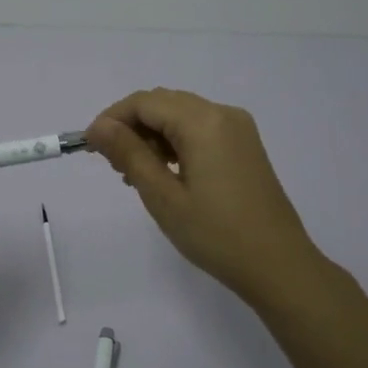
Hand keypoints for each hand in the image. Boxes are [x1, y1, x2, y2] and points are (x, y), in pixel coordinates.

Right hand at [86, 88, 327, 308]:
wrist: (278, 265)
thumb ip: (129, 154)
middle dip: (131, 126)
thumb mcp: (163, 196)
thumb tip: (98, 126)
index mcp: (204, 122)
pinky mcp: (244, 146)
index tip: (89, 147)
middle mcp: (223, 114)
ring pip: (181, 116)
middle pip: (164, 104)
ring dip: (152, 135)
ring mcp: (238, 129)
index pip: (145, 102)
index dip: (112, 118)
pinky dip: (175, 143)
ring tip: (133, 174)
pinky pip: (200, 130)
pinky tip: (162, 172)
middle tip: (111, 164)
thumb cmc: (216, 234)